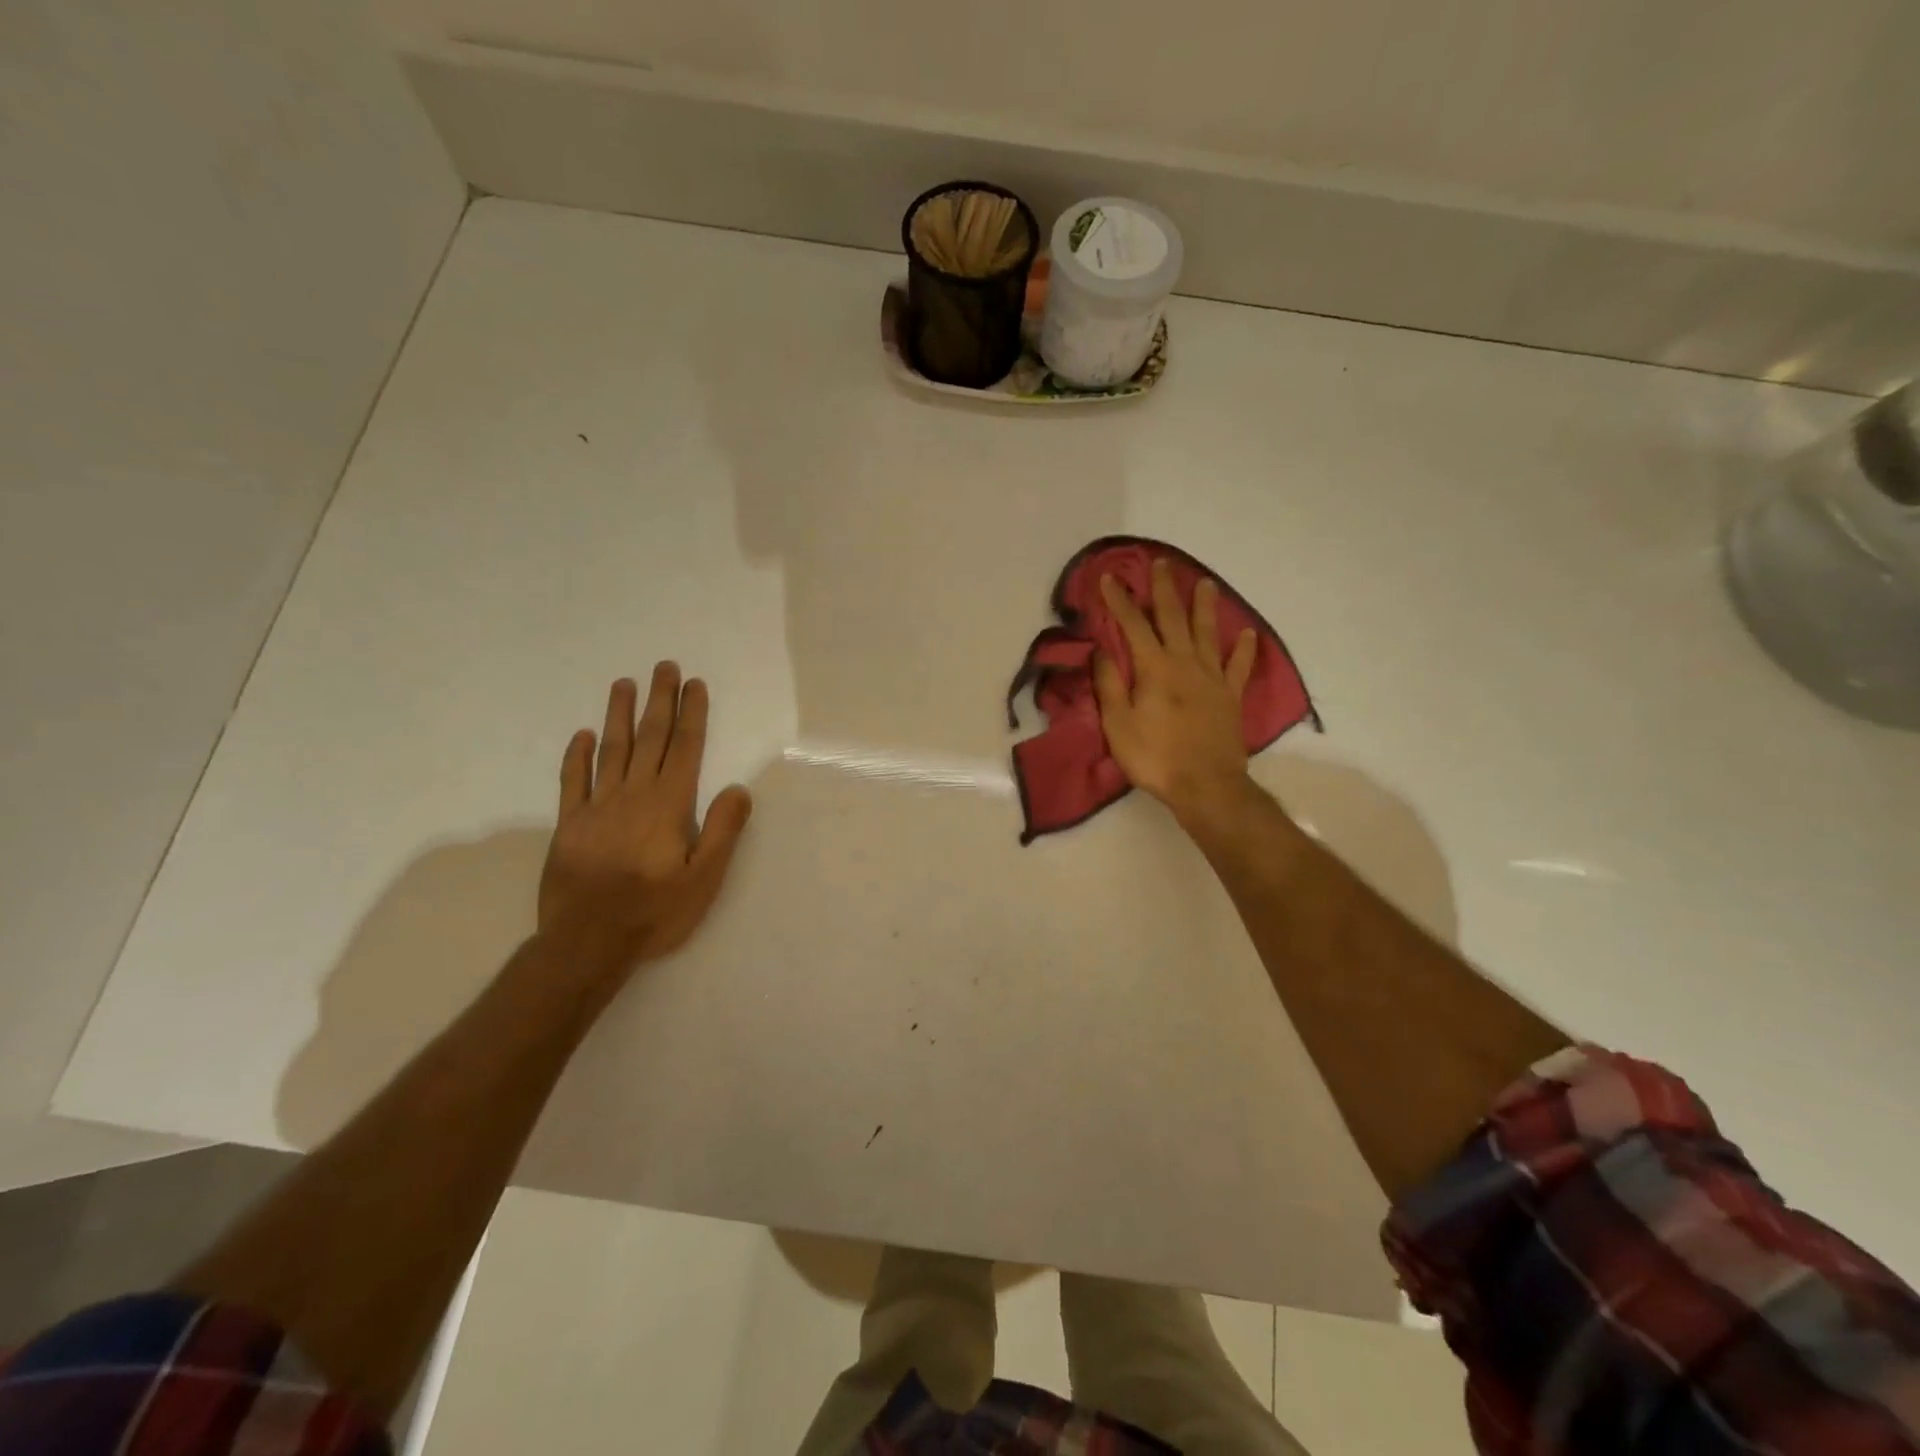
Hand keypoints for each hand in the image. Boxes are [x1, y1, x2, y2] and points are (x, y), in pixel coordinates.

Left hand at [537, 665, 752, 984]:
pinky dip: (578, 756)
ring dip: (619, 715)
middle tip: (664, 667)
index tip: (694, 684)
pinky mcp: (570, 825)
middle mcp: (634, 796)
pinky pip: (573, 781)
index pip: (685, 749)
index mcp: (669, 806)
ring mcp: (597, 807)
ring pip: (611, 750)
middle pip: (650, 739)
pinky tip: (583, 735)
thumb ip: (722, 831)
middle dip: (660, 701)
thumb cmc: (654, 912)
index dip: (691, 714)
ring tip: (625, 683)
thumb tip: (738, 789)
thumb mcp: (704, 878)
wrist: (587, 943)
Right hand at [1094, 560, 1258, 828]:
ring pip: (1208, 633)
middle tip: (1161, 564)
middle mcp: (1185, 663)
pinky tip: (1247, 634)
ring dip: (1204, 607)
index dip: (1120, 601)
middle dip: (1164, 590)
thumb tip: (1101, 651)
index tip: (1109, 578)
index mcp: (1154, 669)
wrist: (1205, 785)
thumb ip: (1110, 685)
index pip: (1133, 626)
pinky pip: (1239, 667)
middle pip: (1173, 618)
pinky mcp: (1231, 696)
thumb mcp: (1118, 724)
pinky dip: (1244, 649)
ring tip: (1205, 583)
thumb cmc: (1155, 757)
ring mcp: (1212, 678)